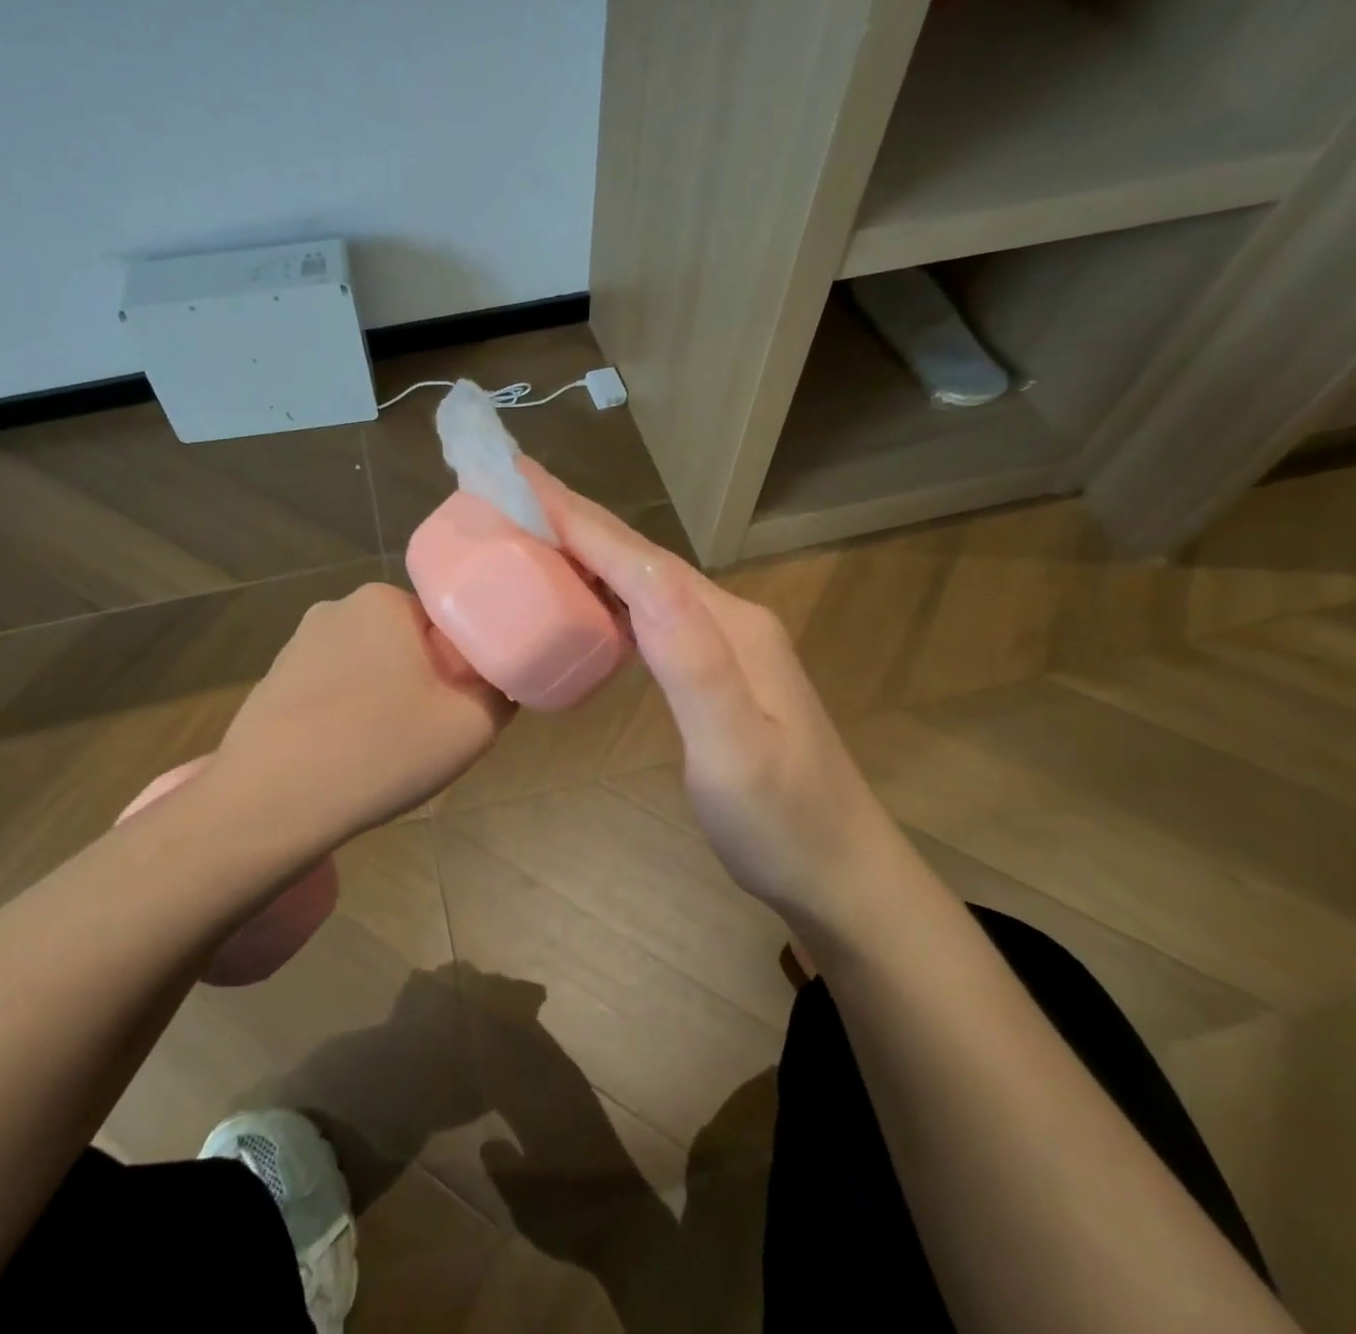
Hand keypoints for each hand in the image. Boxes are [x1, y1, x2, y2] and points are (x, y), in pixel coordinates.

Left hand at [211, 582, 512, 842]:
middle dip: (424, 681)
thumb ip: (502, 692)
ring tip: (384, 752)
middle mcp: (336, 609)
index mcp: (383, 601)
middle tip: (429, 735)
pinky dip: (347, 716)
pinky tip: (345, 757)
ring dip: (384, 699)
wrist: (270, 804)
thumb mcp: (472, 725)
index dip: (463, 667)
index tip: (462, 709)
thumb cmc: (380, 750)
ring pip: (368, 668)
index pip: (445, 622)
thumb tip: (501, 681)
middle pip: (406, 643)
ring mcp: (297, 646)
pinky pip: (331, 692)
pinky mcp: (272, 683)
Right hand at [523, 462, 910, 925]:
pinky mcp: (717, 672)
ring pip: (647, 584)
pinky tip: (588, 602)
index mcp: (730, 627)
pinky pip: (653, 617)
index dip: (580, 522)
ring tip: (538, 534)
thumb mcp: (734, 749)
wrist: (839, 872)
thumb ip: (691, 661)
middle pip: (644, 560)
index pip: (642, 562)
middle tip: (516, 493)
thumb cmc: (781, 823)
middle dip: (580, 523)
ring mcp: (727, 646)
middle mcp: (729, 620)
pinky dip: (612, 596)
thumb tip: (646, 576)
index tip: (520, 483)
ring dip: (594, 554)